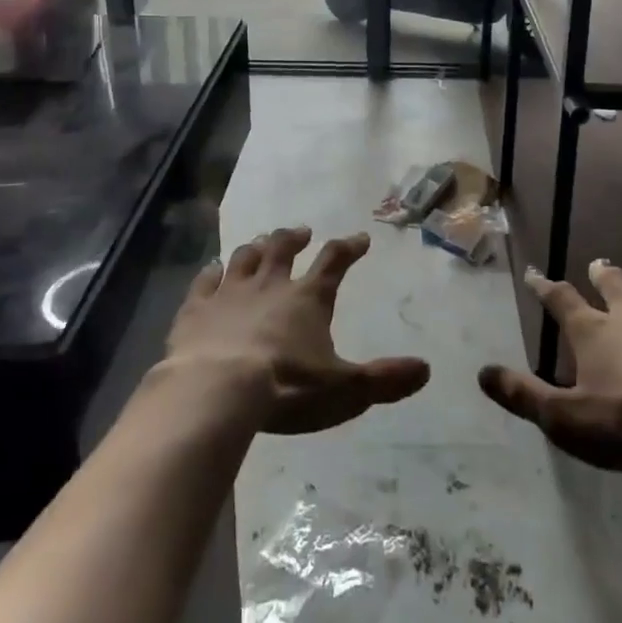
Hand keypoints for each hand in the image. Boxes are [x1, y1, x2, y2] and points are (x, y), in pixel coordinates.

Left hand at [165, 227, 430, 434]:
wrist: (217, 391)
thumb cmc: (287, 388)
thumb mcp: (345, 390)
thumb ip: (384, 380)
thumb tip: (425, 369)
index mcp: (308, 298)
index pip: (334, 262)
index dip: (349, 248)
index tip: (360, 238)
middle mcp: (270, 285)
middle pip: (283, 248)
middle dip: (294, 237)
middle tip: (302, 232)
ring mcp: (230, 293)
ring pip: (245, 258)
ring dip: (256, 248)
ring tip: (260, 243)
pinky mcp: (196, 309)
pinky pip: (204, 281)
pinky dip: (211, 273)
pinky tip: (212, 269)